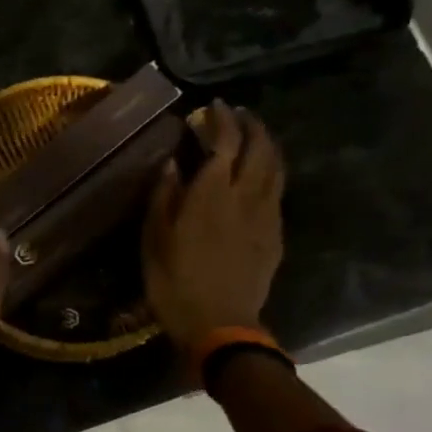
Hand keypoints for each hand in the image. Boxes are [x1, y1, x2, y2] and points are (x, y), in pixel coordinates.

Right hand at [142, 100, 285, 353]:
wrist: (220, 324)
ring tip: (254, 136)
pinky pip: (277, 191)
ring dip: (267, 145)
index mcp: (211, 194)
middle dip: (250, 125)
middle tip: (237, 114)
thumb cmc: (174, 282)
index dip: (221, 120)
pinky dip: (270, 172)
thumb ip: (163, 196)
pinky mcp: (275, 234)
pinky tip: (261, 176)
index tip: (212, 107)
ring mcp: (266, 215)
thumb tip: (171, 163)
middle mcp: (245, 196)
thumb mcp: (154, 240)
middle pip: (259, 148)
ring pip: (275, 167)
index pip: (225, 142)